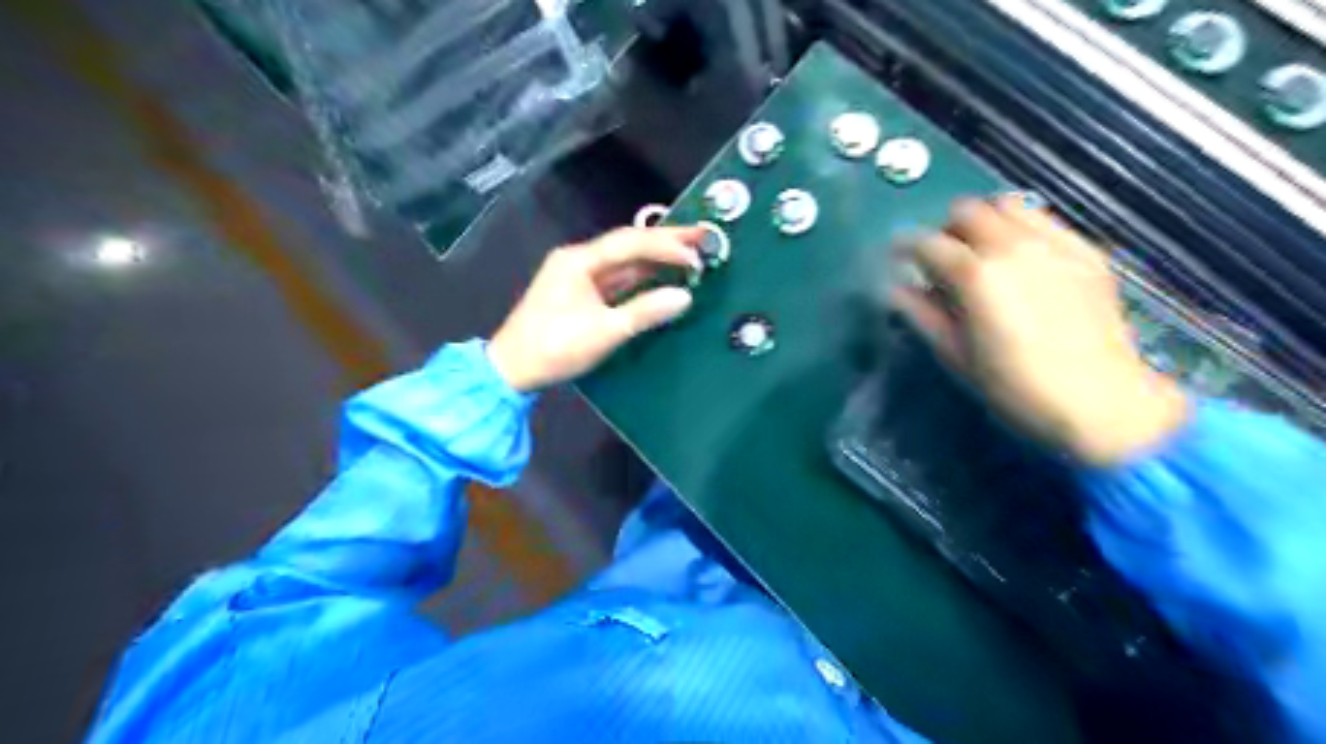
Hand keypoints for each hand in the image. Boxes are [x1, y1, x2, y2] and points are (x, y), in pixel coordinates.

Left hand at [486, 223, 702, 389]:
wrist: (512, 369)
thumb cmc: (554, 348)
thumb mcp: (603, 332)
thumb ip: (645, 311)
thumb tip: (684, 297)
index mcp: (579, 261)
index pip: (630, 243)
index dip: (666, 246)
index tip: (696, 253)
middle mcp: (579, 260)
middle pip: (628, 245)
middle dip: (666, 242)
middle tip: (703, 237)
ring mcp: (579, 275)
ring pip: (624, 260)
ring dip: (656, 258)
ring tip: (690, 253)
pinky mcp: (581, 292)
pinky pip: (617, 277)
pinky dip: (642, 276)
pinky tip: (662, 276)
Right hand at [890, 193, 1190, 467]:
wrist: (1101, 402)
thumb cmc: (1015, 387)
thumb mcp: (956, 356)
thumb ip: (922, 315)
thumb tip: (897, 290)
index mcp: (975, 275)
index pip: (926, 243)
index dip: (904, 247)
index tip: (897, 258)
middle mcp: (1012, 246)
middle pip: (967, 211)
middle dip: (945, 229)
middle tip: (942, 259)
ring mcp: (1053, 244)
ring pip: (1007, 204)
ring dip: (985, 221)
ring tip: (982, 252)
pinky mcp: (1085, 251)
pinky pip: (1044, 220)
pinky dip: (1021, 228)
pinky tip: (1021, 260)